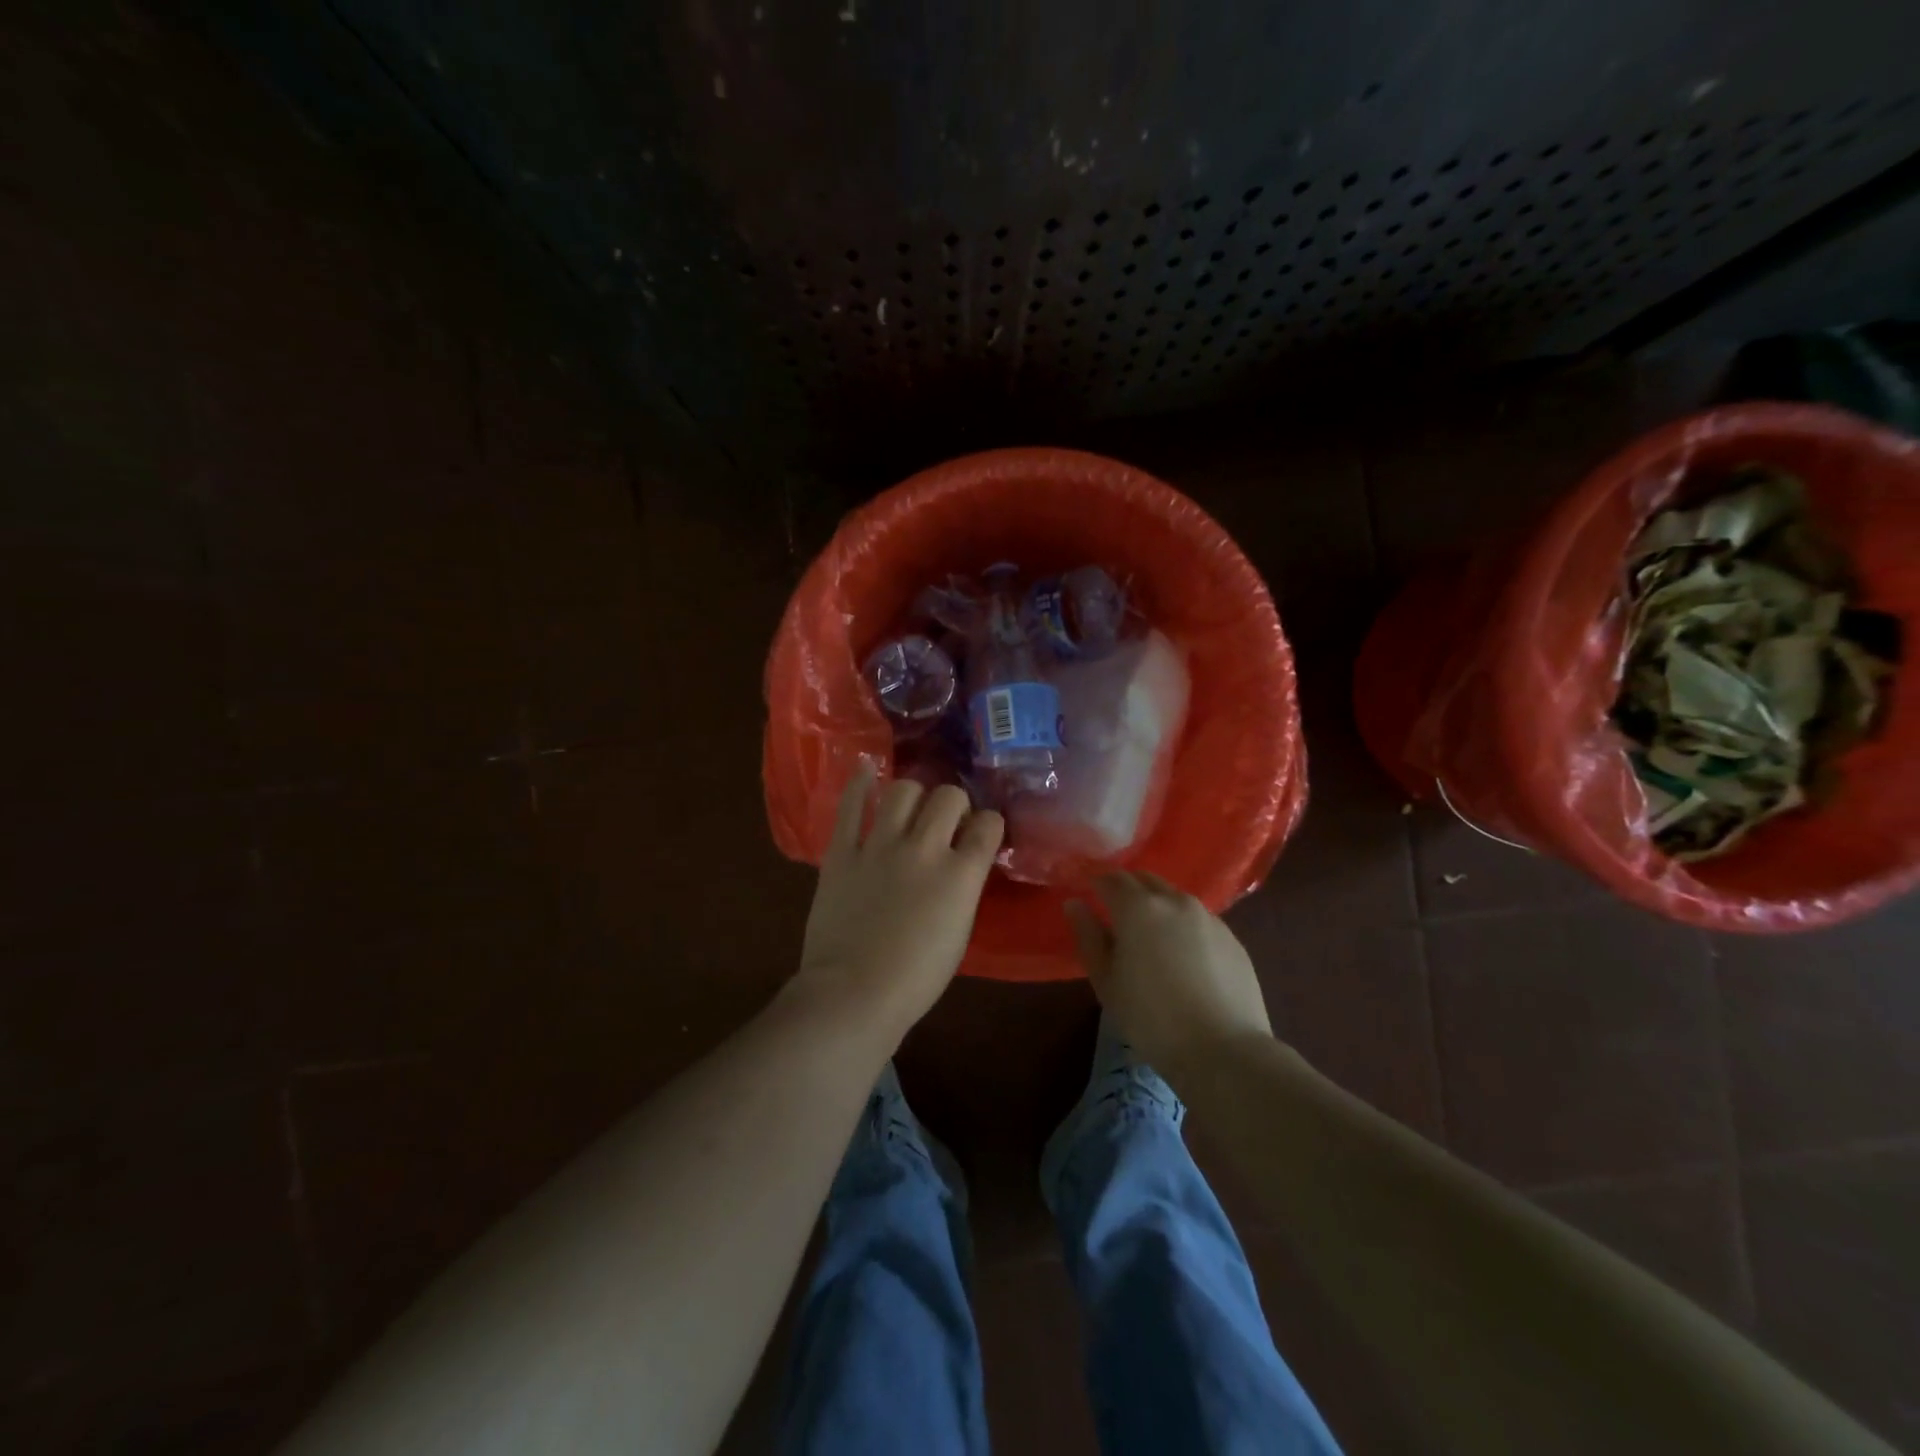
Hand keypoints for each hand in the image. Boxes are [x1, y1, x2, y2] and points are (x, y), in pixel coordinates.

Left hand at [791, 763, 1004, 1048]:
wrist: (853, 994)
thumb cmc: (915, 979)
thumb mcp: (959, 932)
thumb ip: (963, 888)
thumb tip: (960, 864)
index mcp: (960, 875)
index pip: (988, 825)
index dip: (988, 825)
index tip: (981, 834)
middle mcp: (925, 849)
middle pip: (949, 796)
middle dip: (954, 805)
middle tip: (946, 823)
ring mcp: (880, 846)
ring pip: (904, 790)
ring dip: (914, 795)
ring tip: (911, 809)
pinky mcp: (842, 851)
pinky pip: (850, 805)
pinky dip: (859, 783)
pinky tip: (867, 771)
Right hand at [1066, 872, 1271, 1078]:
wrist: (1224, 1051)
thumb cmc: (1151, 1019)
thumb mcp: (1106, 982)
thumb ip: (1088, 937)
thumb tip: (1075, 904)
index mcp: (1138, 908)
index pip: (1111, 878)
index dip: (1095, 882)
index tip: (1086, 892)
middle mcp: (1174, 901)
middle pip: (1145, 879)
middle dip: (1126, 888)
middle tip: (1114, 912)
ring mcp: (1208, 917)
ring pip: (1174, 897)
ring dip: (1156, 905)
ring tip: (1150, 936)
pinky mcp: (1232, 937)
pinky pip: (1198, 919)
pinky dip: (1183, 926)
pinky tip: (1183, 957)